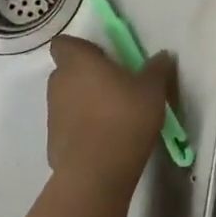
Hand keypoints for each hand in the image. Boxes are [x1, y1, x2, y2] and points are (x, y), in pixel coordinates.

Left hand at [45, 35, 172, 194]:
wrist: (97, 172)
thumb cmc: (124, 117)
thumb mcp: (152, 90)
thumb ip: (157, 69)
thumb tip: (163, 56)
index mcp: (78, 62)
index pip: (64, 44)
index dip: (81, 49)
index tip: (103, 57)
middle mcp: (59, 83)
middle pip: (66, 71)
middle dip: (86, 76)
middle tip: (114, 86)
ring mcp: (52, 114)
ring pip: (67, 99)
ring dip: (84, 103)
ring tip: (112, 117)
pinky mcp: (53, 142)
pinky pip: (68, 127)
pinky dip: (81, 129)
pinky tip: (104, 142)